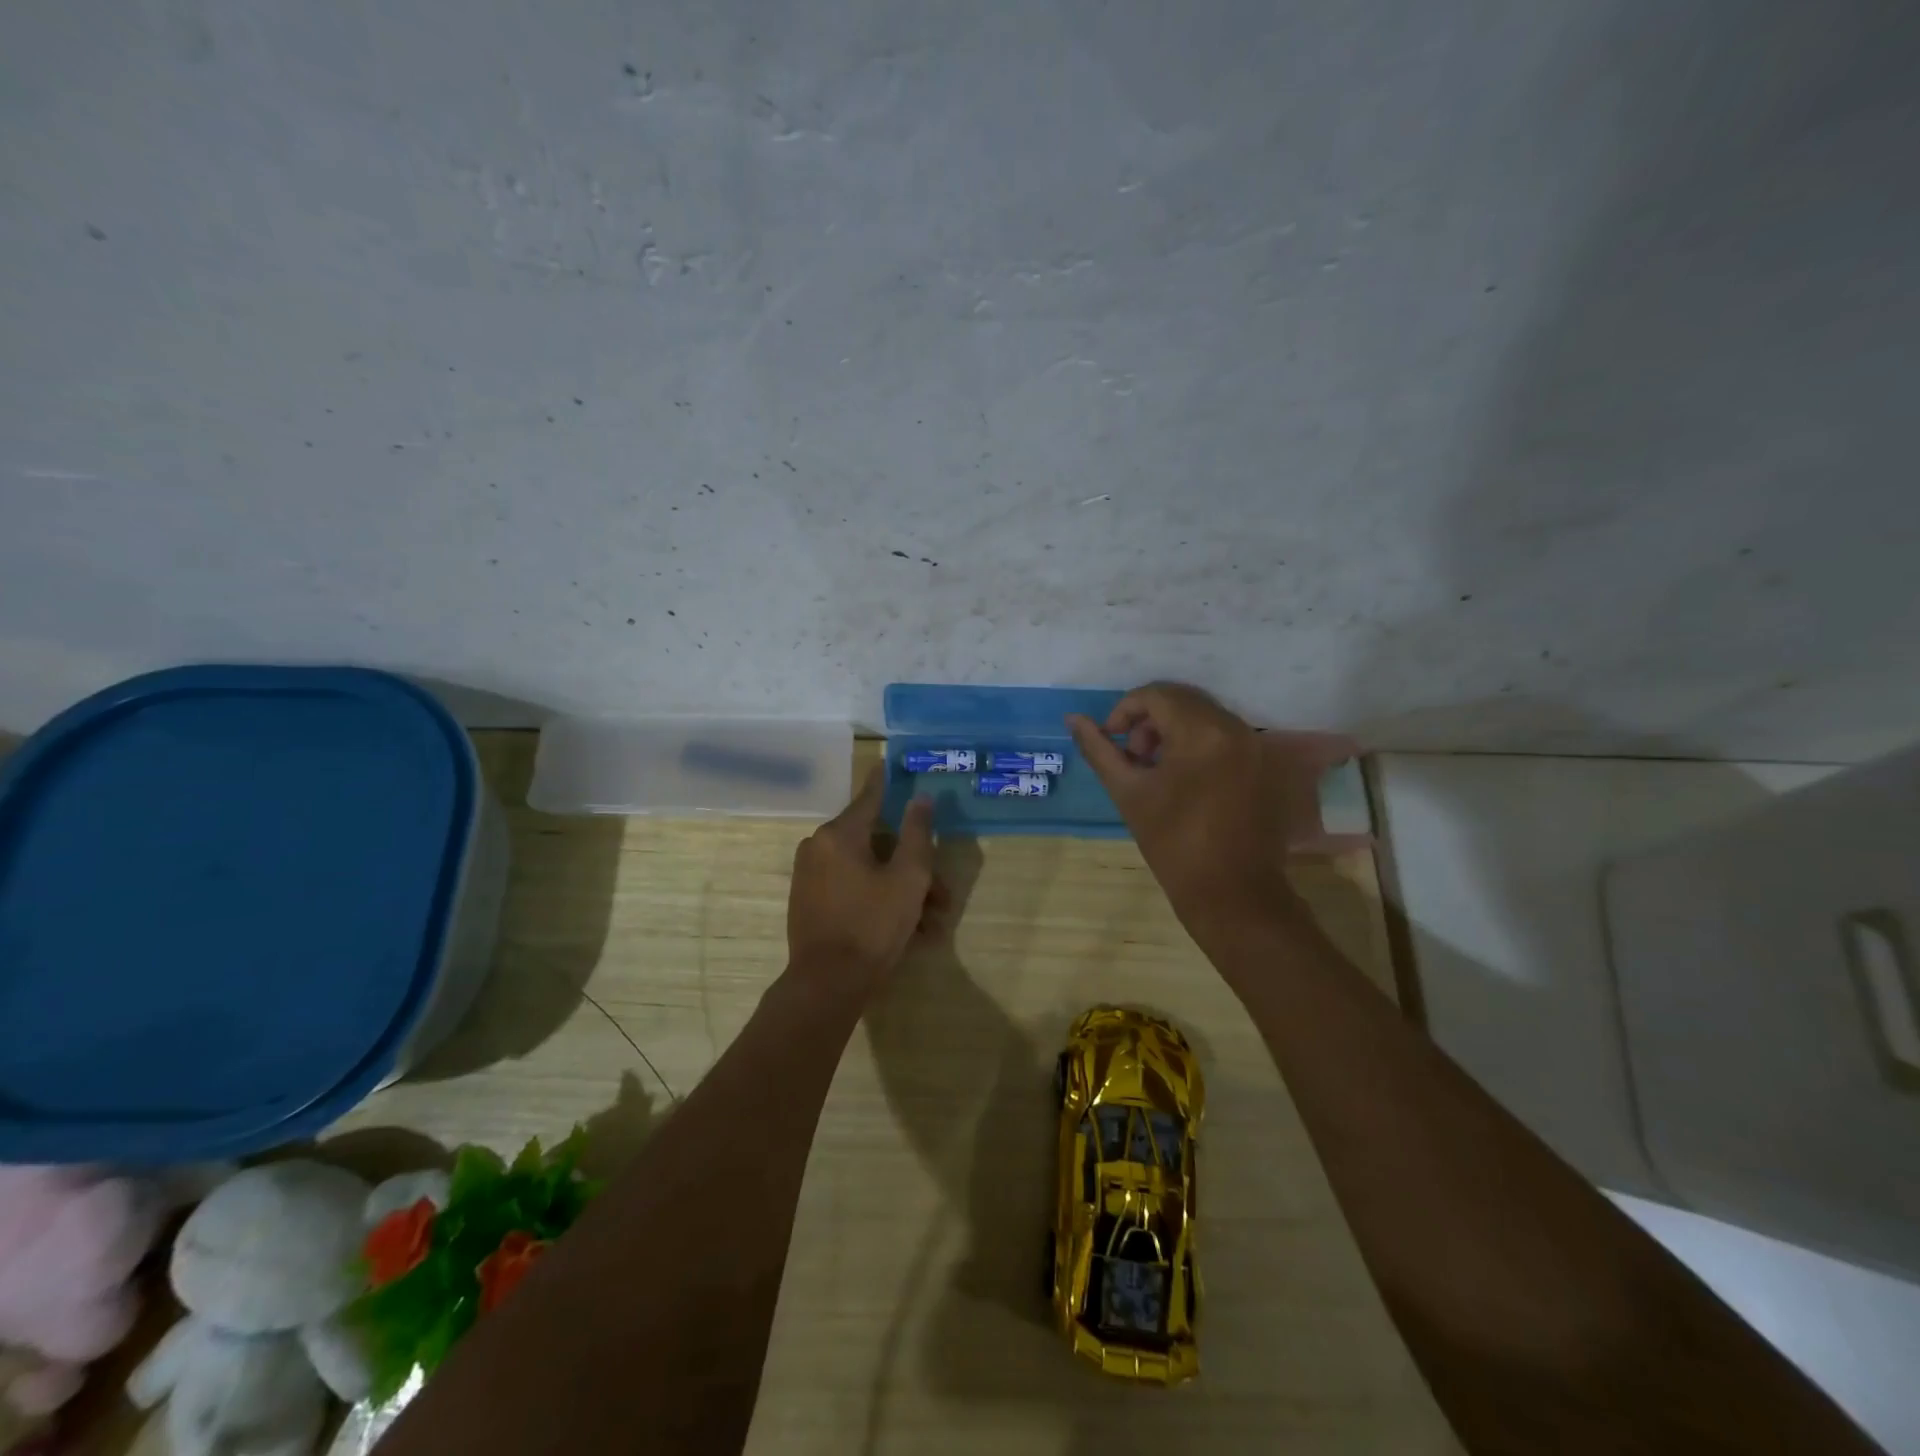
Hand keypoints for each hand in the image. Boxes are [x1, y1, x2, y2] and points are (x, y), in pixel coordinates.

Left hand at [786, 766, 937, 999]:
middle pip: (875, 843)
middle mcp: (818, 846)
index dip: (886, 781)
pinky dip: (877, 898)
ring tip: (930, 923)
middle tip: (941, 893)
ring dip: (899, 888)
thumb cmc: (872, 925)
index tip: (889, 761)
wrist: (826, 984)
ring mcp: (809, 875)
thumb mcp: (908, 878)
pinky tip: (906, 929)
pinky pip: (850, 887)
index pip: (870, 797)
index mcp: (839, 834)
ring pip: (866, 869)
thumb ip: (916, 833)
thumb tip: (920, 797)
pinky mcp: (808, 901)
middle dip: (911, 865)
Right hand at [1067, 683, 1362, 936]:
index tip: (1111, 739)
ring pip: (1203, 715)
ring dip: (1172, 730)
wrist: (1231, 893)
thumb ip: (1099, 750)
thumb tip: (1073, 718)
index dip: (1125, 710)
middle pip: (1182, 700)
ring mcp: (1254, 745)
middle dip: (1149, 719)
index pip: (1156, 695)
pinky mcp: (1262, 763)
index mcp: (1202, 733)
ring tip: (1154, 769)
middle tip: (1132, 756)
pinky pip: (1222, 734)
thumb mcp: (1128, 793)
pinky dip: (1196, 742)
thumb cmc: (1173, 844)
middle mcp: (1234, 728)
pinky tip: (1182, 778)